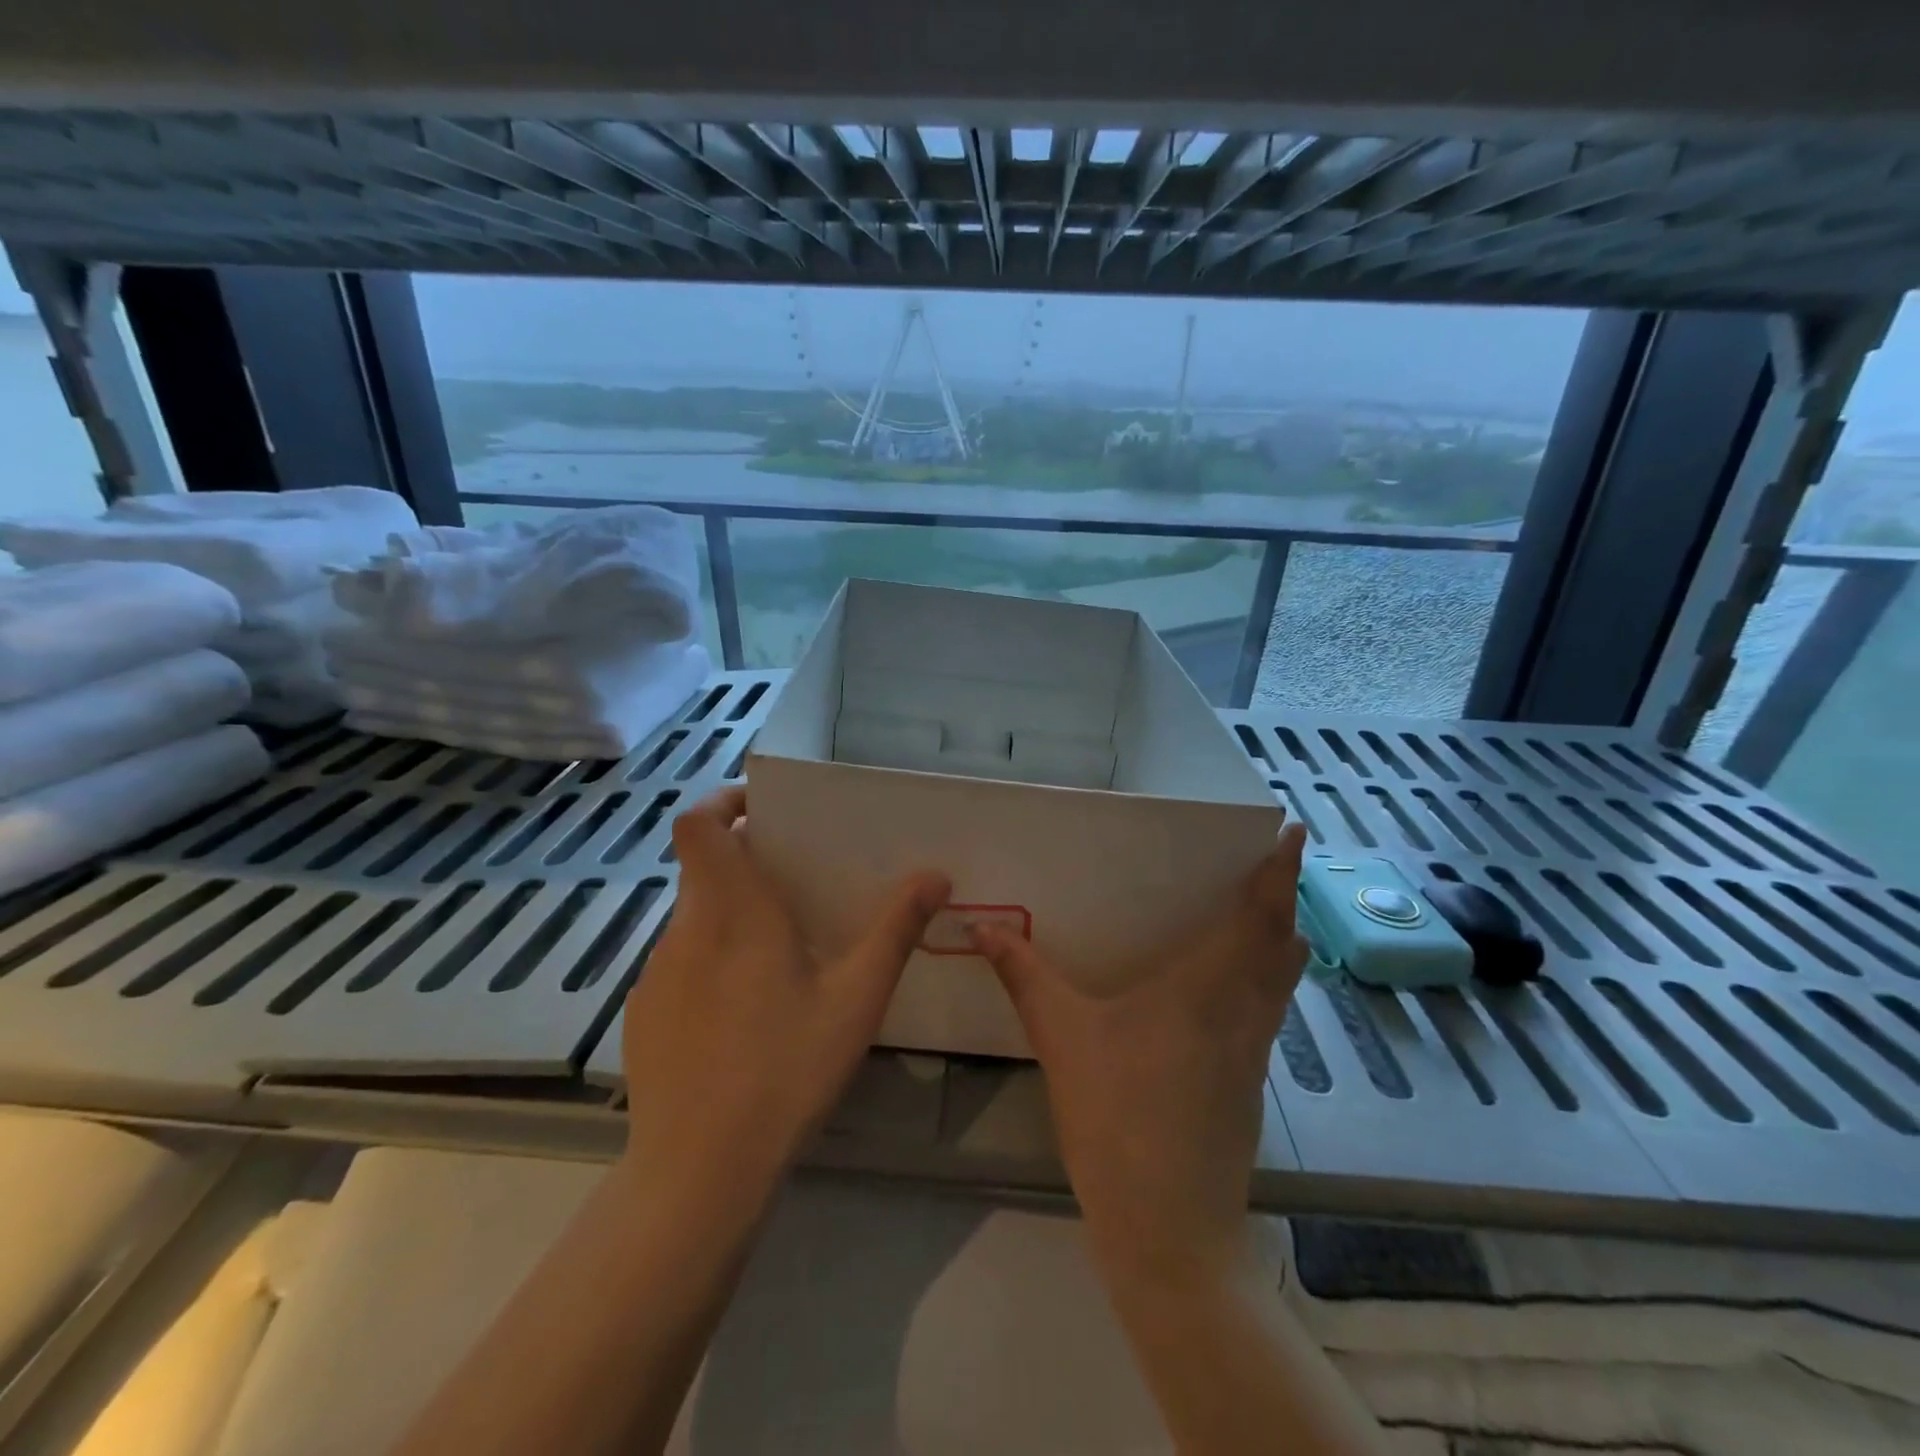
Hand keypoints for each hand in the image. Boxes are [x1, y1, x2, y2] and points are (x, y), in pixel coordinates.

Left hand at [620, 786, 948, 1203]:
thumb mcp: (856, 999)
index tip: (763, 810)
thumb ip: (895, 930)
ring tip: (781, 958)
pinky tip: (744, 1015)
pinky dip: (712, 962)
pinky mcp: (644, 1014)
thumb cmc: (785, 1070)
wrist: (699, 1171)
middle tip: (798, 886)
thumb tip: (935, 875)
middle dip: (746, 864)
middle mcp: (686, 930)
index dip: (722, 803)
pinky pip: (681, 963)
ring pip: (695, 918)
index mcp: (733, 911)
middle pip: (704, 868)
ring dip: (732, 917)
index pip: (698, 825)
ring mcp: (657, 974)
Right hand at [970, 823, 1309, 1283]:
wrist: (1168, 1230)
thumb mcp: (1061, 1038)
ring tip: (1260, 916)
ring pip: (1281, 982)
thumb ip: (1023, 975)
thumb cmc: (1116, 1117)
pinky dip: (1265, 981)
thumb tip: (982, 926)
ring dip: (1278, 942)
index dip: (1279, 873)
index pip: (1258, 918)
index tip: (1293, 833)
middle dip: (1281, 900)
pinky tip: (1229, 991)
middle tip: (1267, 867)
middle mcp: (1242, 1013)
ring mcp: (1253, 1054)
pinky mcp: (1250, 1086)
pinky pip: (1268, 1012)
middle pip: (1281, 945)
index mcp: (1206, 990)